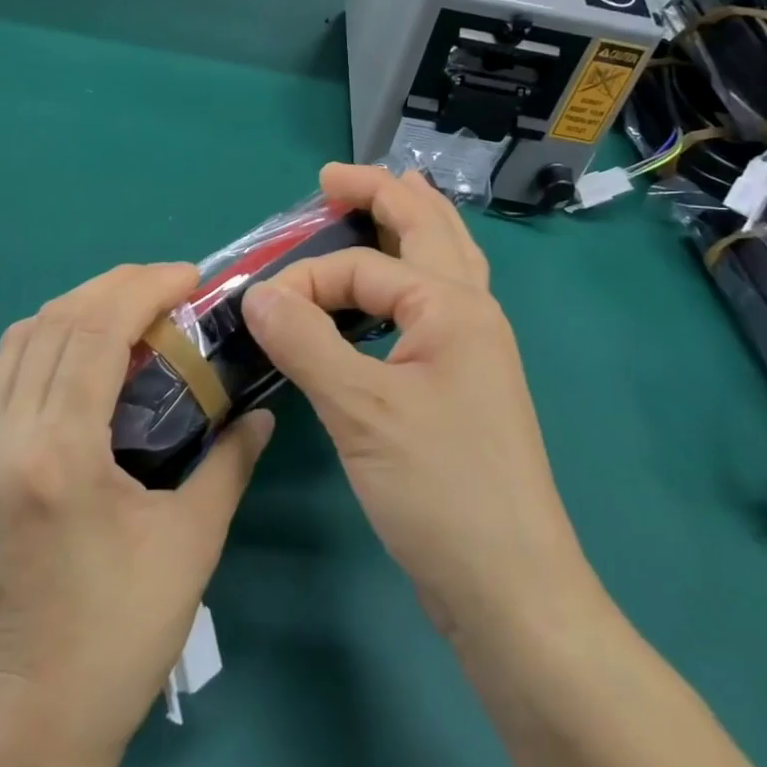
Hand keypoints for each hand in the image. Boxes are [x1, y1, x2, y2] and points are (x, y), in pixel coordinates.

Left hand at [0, 264, 274, 766]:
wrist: (36, 723)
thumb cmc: (122, 635)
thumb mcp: (192, 543)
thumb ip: (228, 462)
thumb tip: (260, 413)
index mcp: (59, 455)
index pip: (95, 333)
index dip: (143, 288)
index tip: (190, 277)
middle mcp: (6, 441)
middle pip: (53, 322)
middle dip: (114, 286)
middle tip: (167, 284)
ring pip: (18, 342)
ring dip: (75, 310)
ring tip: (129, 311)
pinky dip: (41, 345)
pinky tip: (80, 359)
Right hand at [240, 165, 588, 634]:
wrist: (511, 589)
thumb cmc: (440, 489)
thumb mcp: (361, 411)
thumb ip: (305, 342)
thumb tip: (255, 293)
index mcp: (452, 306)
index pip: (362, 269)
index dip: (305, 278)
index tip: (256, 307)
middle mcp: (472, 312)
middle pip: (429, 227)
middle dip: (383, 193)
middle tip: (334, 177)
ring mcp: (475, 348)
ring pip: (444, 260)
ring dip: (412, 223)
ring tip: (384, 198)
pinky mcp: (466, 382)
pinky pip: (438, 301)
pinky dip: (414, 274)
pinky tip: (398, 287)